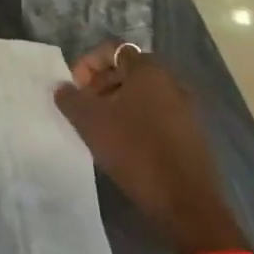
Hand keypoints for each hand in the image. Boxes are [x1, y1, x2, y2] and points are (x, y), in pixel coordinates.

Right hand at [54, 44, 247, 253]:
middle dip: (100, 84)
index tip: (74, 88)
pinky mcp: (191, 135)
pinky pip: (156, 114)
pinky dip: (135, 120)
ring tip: (99, 127)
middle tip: (83, 107)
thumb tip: (62, 87)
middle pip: (126, 70)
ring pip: (141, 94)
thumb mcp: (90, 121)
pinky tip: (122, 144)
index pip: (111, 49)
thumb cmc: (135, 150)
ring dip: (116, 103)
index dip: (87, 63)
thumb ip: (70, 98)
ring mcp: (185, 109)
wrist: (186, 204)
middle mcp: (171, 82)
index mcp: (148, 70)